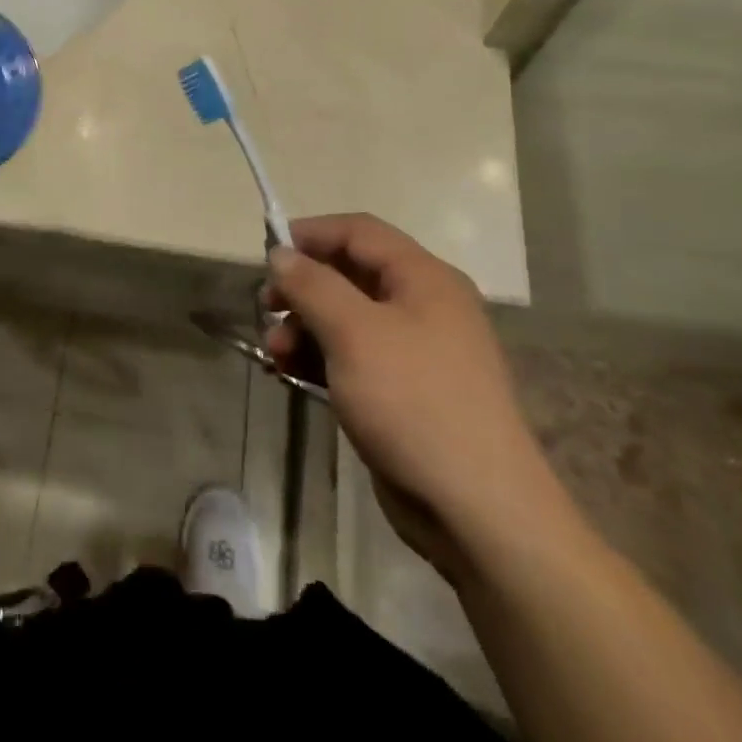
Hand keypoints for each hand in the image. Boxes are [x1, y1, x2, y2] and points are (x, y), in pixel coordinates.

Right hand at [264, 214, 581, 582]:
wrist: (476, 508)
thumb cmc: (413, 402)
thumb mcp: (354, 333)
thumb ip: (312, 285)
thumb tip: (280, 253)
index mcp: (423, 279)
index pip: (359, 232)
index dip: (311, 234)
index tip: (267, 254)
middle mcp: (422, 306)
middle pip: (348, 275)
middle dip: (301, 288)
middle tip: (265, 308)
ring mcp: (414, 351)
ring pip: (345, 318)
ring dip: (303, 327)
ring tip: (275, 352)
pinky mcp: (403, 391)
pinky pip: (351, 357)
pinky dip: (318, 358)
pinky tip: (288, 374)